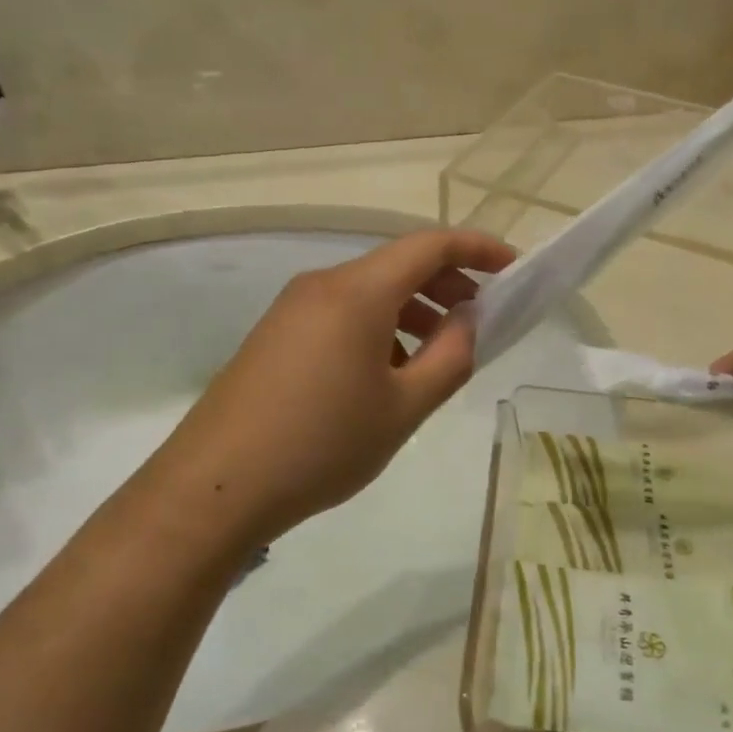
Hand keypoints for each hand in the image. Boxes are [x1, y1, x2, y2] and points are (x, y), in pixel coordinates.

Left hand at [144, 228, 514, 551]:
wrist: (218, 486)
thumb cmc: (323, 444)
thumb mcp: (404, 407)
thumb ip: (451, 357)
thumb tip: (470, 321)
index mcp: (358, 292)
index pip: (430, 245)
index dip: (478, 249)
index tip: (514, 268)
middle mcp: (323, 284)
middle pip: (398, 265)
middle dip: (448, 284)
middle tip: (481, 321)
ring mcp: (293, 308)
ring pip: (370, 291)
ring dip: (414, 310)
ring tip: (439, 356)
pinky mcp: (277, 335)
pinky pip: (342, 314)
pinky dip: (380, 327)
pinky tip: (388, 373)